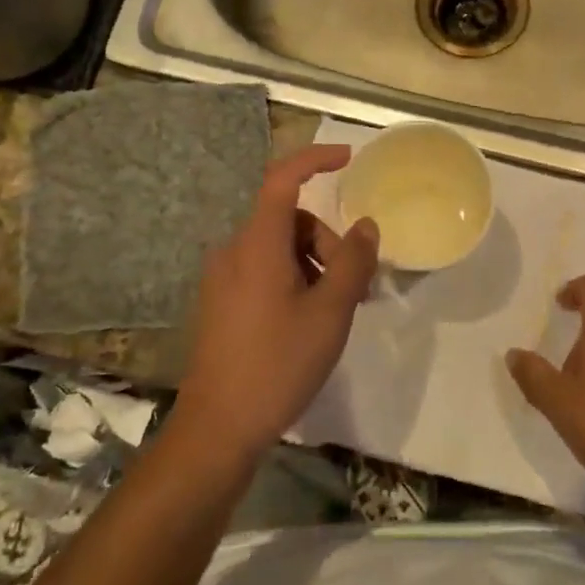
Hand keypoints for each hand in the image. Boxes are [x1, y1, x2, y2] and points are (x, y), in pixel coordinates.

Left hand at [174, 145, 379, 461]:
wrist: (218, 426)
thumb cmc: (278, 363)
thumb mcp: (330, 312)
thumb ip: (353, 262)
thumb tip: (366, 226)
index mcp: (257, 243)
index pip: (283, 179)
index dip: (315, 159)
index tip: (348, 159)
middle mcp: (234, 251)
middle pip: (290, 220)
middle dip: (327, 241)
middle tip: (354, 286)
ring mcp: (223, 278)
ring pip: (279, 248)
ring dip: (314, 265)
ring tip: (335, 311)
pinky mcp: (221, 302)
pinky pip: (264, 271)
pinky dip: (294, 280)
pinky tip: (308, 321)